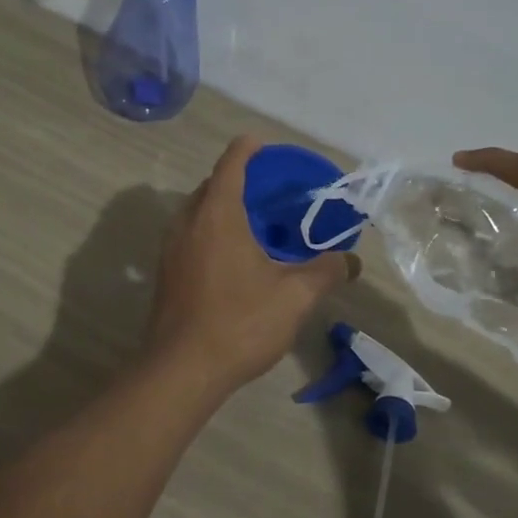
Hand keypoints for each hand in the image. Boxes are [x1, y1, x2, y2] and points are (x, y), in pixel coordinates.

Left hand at [146, 137, 359, 393]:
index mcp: (218, 214)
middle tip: (273, 193)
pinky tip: (235, 258)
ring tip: (257, 224)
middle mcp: (188, 221)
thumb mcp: (295, 297)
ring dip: (224, 208)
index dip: (250, 149)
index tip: (266, 147)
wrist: (181, 370)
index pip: (232, 162)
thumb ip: (326, 271)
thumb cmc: (239, 322)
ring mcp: (171, 246)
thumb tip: (351, 261)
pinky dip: (212, 231)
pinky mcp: (165, 271)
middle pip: (213, 184)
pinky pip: (191, 234)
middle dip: (240, 180)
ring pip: (199, 211)